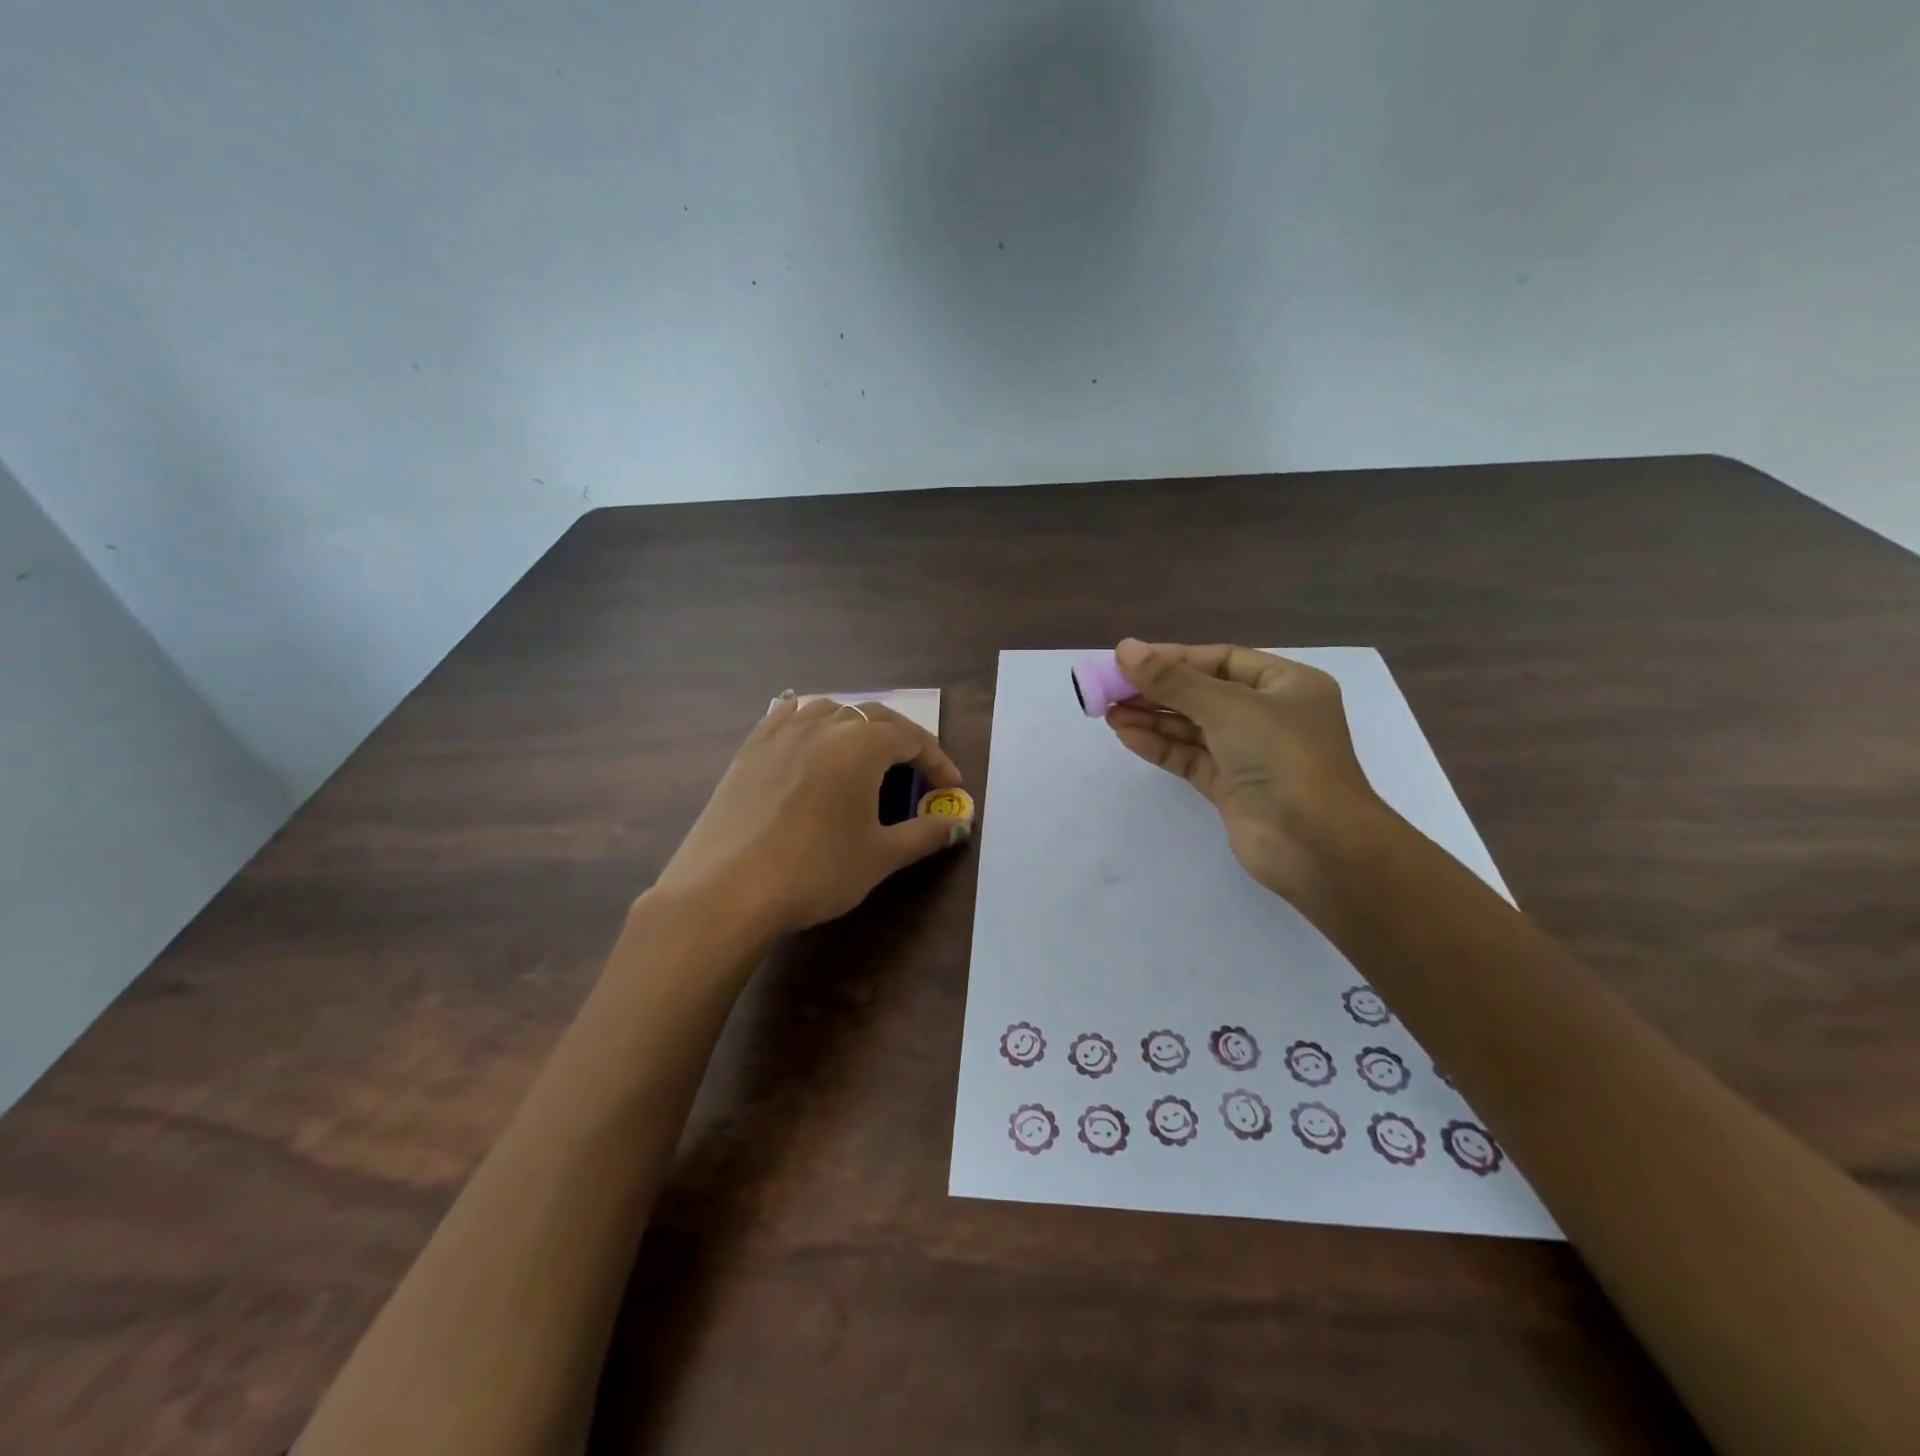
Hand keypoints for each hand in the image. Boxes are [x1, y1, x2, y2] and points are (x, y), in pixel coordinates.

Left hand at [653, 694, 971, 937]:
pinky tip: (808, 738)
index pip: (911, 738)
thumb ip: (925, 834)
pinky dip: (808, 722)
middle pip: (873, 716)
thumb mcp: (880, 856)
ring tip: (864, 756)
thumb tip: (958, 824)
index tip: (951, 788)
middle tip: (917, 772)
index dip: (937, 761)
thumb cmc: (815, 871)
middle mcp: (822, 726)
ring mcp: (780, 734)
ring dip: (856, 726)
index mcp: (860, 745)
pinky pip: (786, 718)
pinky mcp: (748, 750)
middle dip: (902, 739)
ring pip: (829, 710)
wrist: (726, 890)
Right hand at [1103, 640, 1384, 904]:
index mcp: (1286, 685)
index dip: (1174, 658)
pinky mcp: (1230, 787)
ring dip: (1151, 717)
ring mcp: (1249, 754)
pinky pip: (1188, 757)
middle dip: (1156, 689)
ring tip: (1107, 710)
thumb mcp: (1228, 707)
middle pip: (1202, 693)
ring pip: (1191, 727)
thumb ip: (1173, 680)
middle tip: (1108, 687)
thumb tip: (1125, 648)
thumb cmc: (1284, 758)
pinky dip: (1158, 745)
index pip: (1221, 660)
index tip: (1128, 659)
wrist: (1317, 845)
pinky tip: (1126, 734)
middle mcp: (1269, 715)